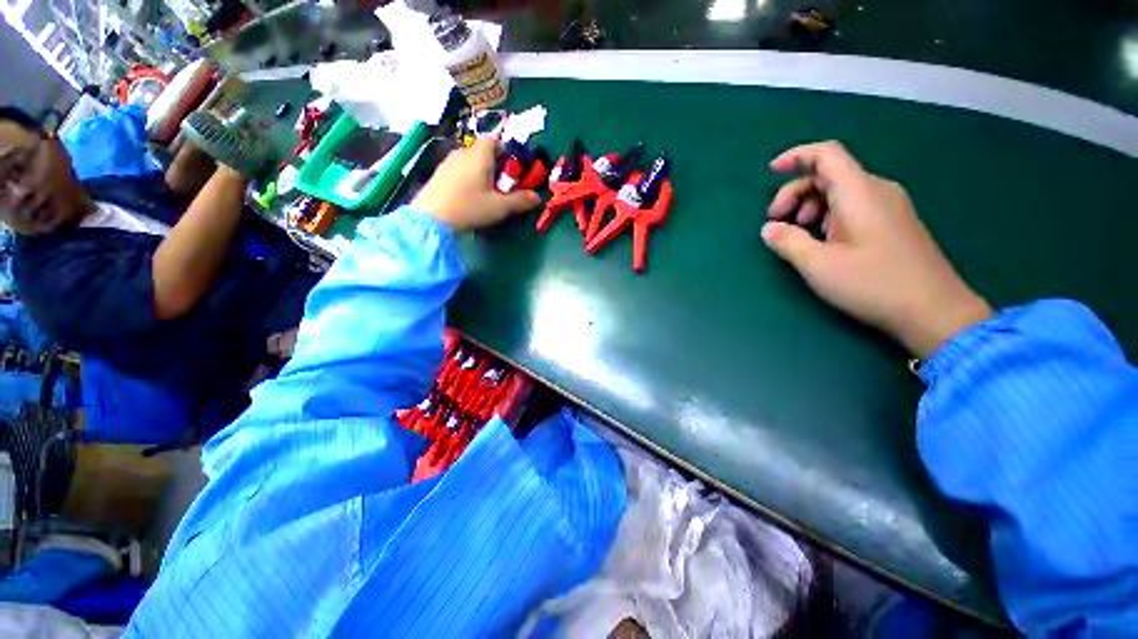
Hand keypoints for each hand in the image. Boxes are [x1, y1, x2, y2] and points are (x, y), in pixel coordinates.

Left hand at [412, 137, 540, 230]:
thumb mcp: (499, 207)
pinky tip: (470, 194)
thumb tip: (537, 197)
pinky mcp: (439, 173)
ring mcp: (448, 162)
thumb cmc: (469, 208)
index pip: (494, 139)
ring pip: (470, 160)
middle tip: (504, 181)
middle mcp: (463, 153)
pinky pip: (459, 168)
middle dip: (496, 162)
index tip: (513, 162)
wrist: (431, 218)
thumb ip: (520, 201)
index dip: (505, 147)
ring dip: (481, 170)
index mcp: (479, 156)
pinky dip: (468, 176)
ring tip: (488, 190)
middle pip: (482, 150)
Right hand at [763, 141, 991, 358]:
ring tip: (798, 233)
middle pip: (829, 174)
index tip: (771, 171)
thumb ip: (788, 242)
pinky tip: (822, 240)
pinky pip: (853, 206)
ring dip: (811, 206)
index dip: (797, 156)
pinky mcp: (893, 223)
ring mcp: (888, 207)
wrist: (934, 311)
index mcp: (859, 193)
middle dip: (796, 192)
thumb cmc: (873, 284)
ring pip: (840, 191)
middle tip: (776, 222)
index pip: (827, 154)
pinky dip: (828, 215)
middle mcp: (876, 191)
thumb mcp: (819, 265)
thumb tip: (768, 229)